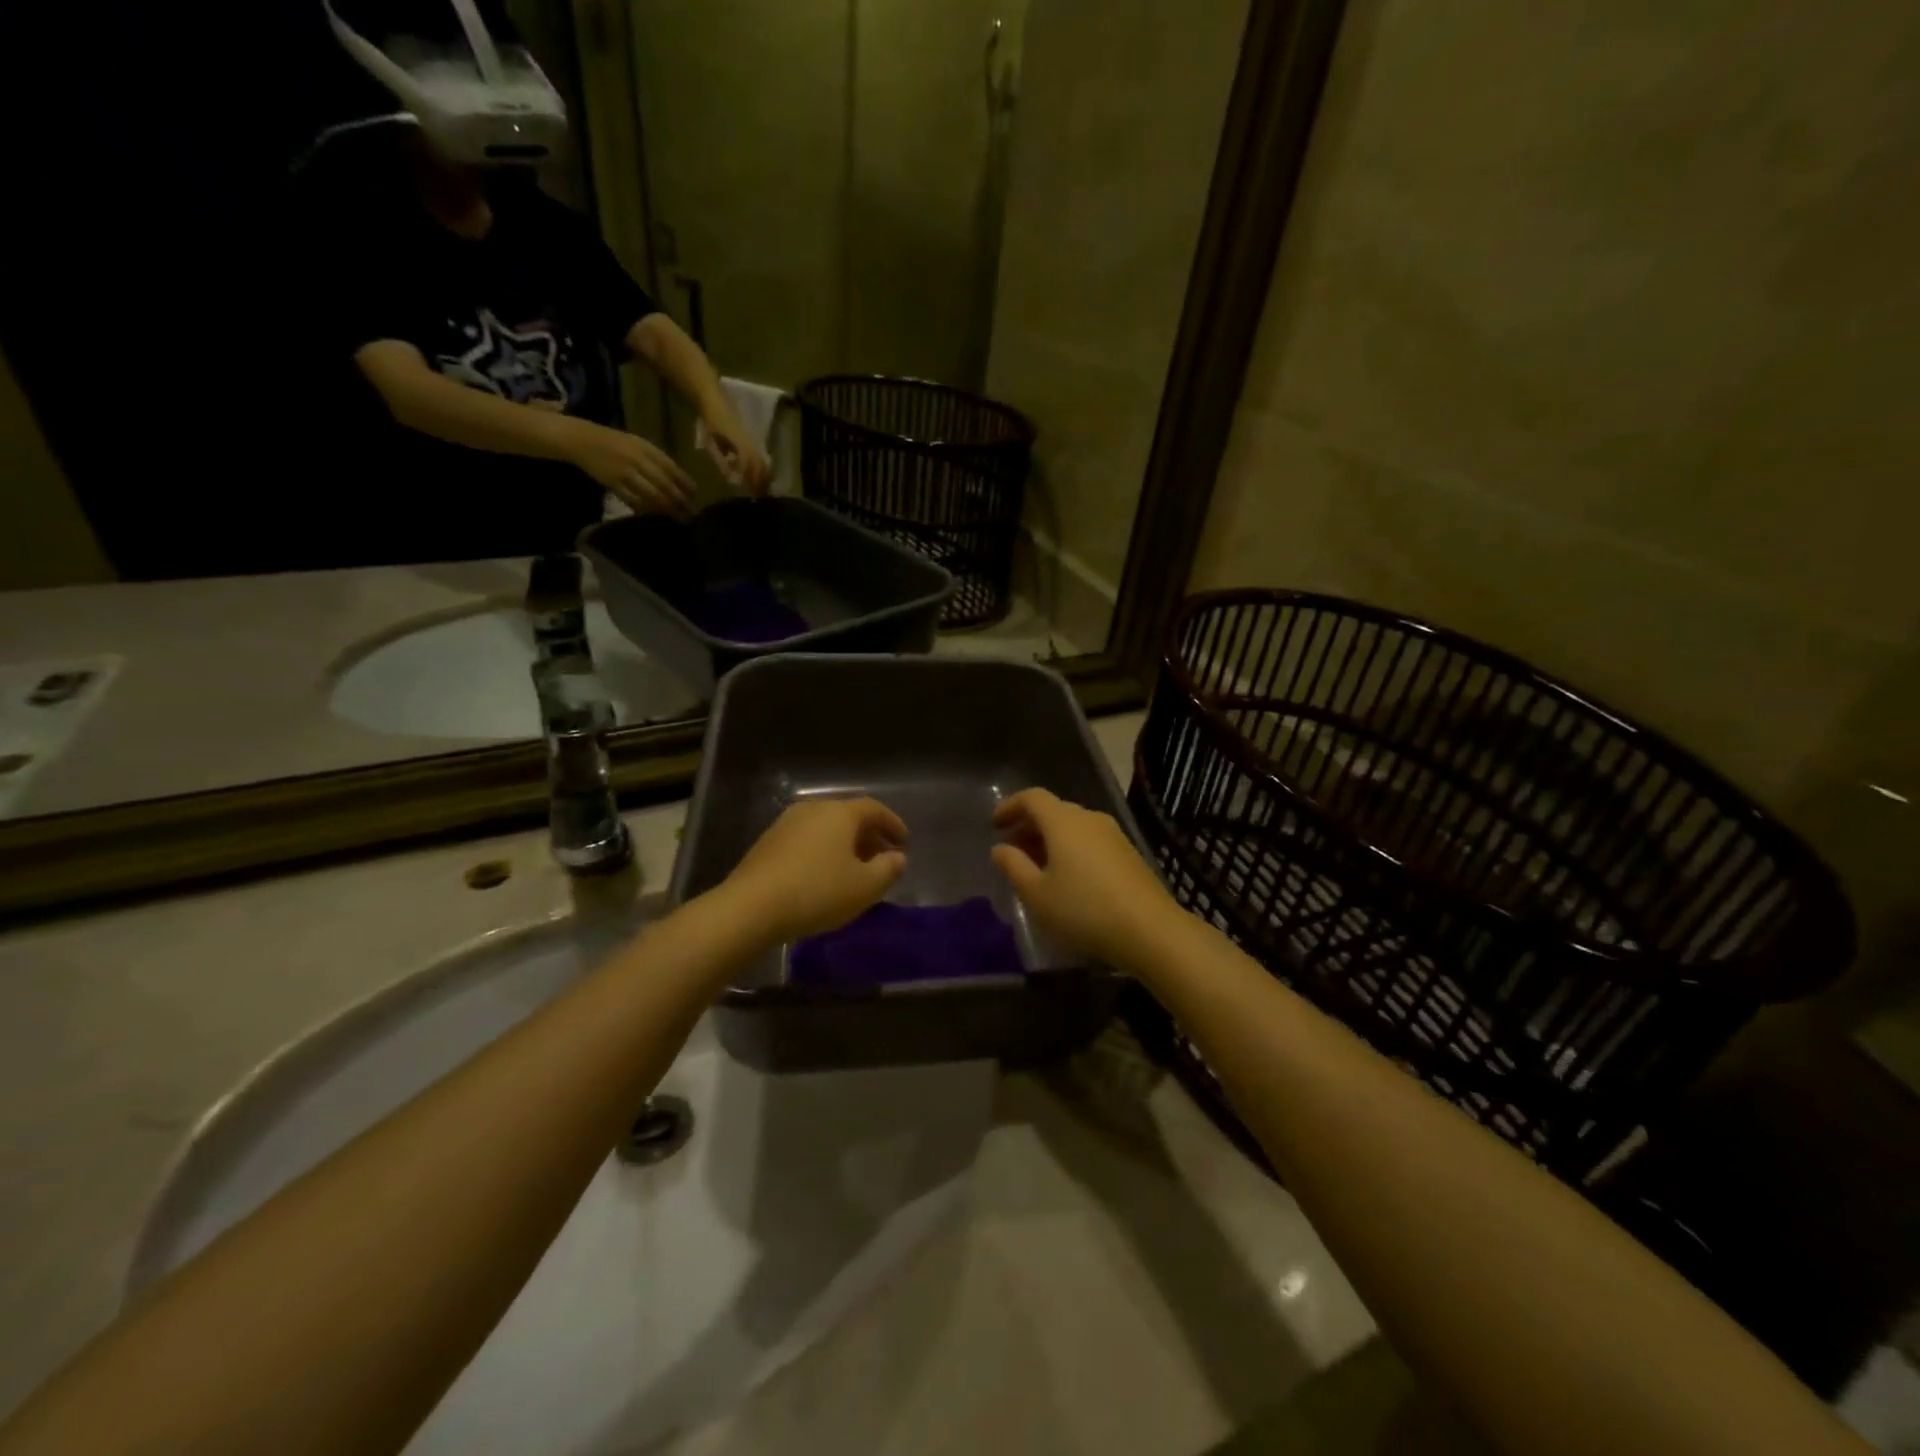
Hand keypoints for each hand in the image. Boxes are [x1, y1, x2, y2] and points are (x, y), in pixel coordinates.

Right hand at [562, 418, 696, 520]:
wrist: (581, 439)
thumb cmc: (615, 442)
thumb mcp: (639, 444)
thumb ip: (658, 460)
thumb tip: (681, 481)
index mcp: (647, 448)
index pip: (673, 469)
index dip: (686, 485)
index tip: (696, 497)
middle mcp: (638, 460)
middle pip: (665, 485)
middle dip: (680, 501)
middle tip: (691, 514)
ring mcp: (625, 472)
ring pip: (652, 495)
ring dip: (667, 508)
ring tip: (677, 518)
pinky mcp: (612, 483)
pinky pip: (633, 500)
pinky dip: (646, 509)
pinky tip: (655, 516)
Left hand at [699, 408, 773, 497]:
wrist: (714, 402)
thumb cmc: (711, 423)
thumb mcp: (711, 442)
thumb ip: (721, 460)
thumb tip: (730, 478)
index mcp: (741, 444)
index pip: (750, 467)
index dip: (752, 480)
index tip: (752, 494)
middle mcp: (751, 444)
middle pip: (761, 466)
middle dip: (761, 482)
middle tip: (760, 496)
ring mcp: (753, 441)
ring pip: (763, 462)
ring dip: (765, 476)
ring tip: (763, 489)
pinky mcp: (752, 440)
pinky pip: (762, 457)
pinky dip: (764, 469)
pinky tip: (761, 476)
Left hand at [723, 797, 907, 942]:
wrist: (751, 907)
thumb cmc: (817, 892)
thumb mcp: (864, 887)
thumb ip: (887, 869)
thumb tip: (898, 857)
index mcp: (840, 813)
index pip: (874, 809)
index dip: (893, 824)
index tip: (905, 843)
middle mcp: (813, 809)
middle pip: (848, 816)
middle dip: (869, 836)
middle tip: (882, 858)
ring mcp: (786, 823)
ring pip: (825, 828)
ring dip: (844, 845)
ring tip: (854, 870)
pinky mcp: (767, 843)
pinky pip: (806, 840)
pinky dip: (822, 851)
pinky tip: (824, 876)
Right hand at [991, 789, 1175, 966]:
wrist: (1151, 930)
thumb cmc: (1084, 909)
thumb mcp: (1037, 894)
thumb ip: (1013, 866)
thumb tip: (1000, 848)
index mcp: (1063, 821)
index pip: (1032, 797)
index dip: (1010, 806)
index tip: (995, 825)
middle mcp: (1089, 818)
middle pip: (1053, 810)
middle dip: (1029, 826)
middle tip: (1012, 851)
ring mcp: (1113, 834)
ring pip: (1073, 826)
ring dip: (1050, 840)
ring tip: (1037, 868)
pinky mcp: (1128, 853)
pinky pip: (1090, 840)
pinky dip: (1071, 849)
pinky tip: (1068, 878)